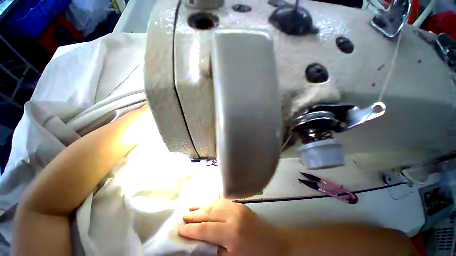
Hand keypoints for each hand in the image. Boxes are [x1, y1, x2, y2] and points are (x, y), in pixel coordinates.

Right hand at [178, 200, 288, 255]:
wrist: (276, 244)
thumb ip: (215, 250)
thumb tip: (199, 243)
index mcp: (231, 232)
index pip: (206, 229)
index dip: (191, 229)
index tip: (179, 229)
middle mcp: (233, 215)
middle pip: (209, 213)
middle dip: (195, 214)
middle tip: (183, 216)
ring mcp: (238, 207)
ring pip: (215, 204)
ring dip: (203, 205)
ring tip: (191, 207)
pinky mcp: (241, 205)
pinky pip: (223, 201)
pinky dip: (213, 202)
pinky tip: (208, 203)